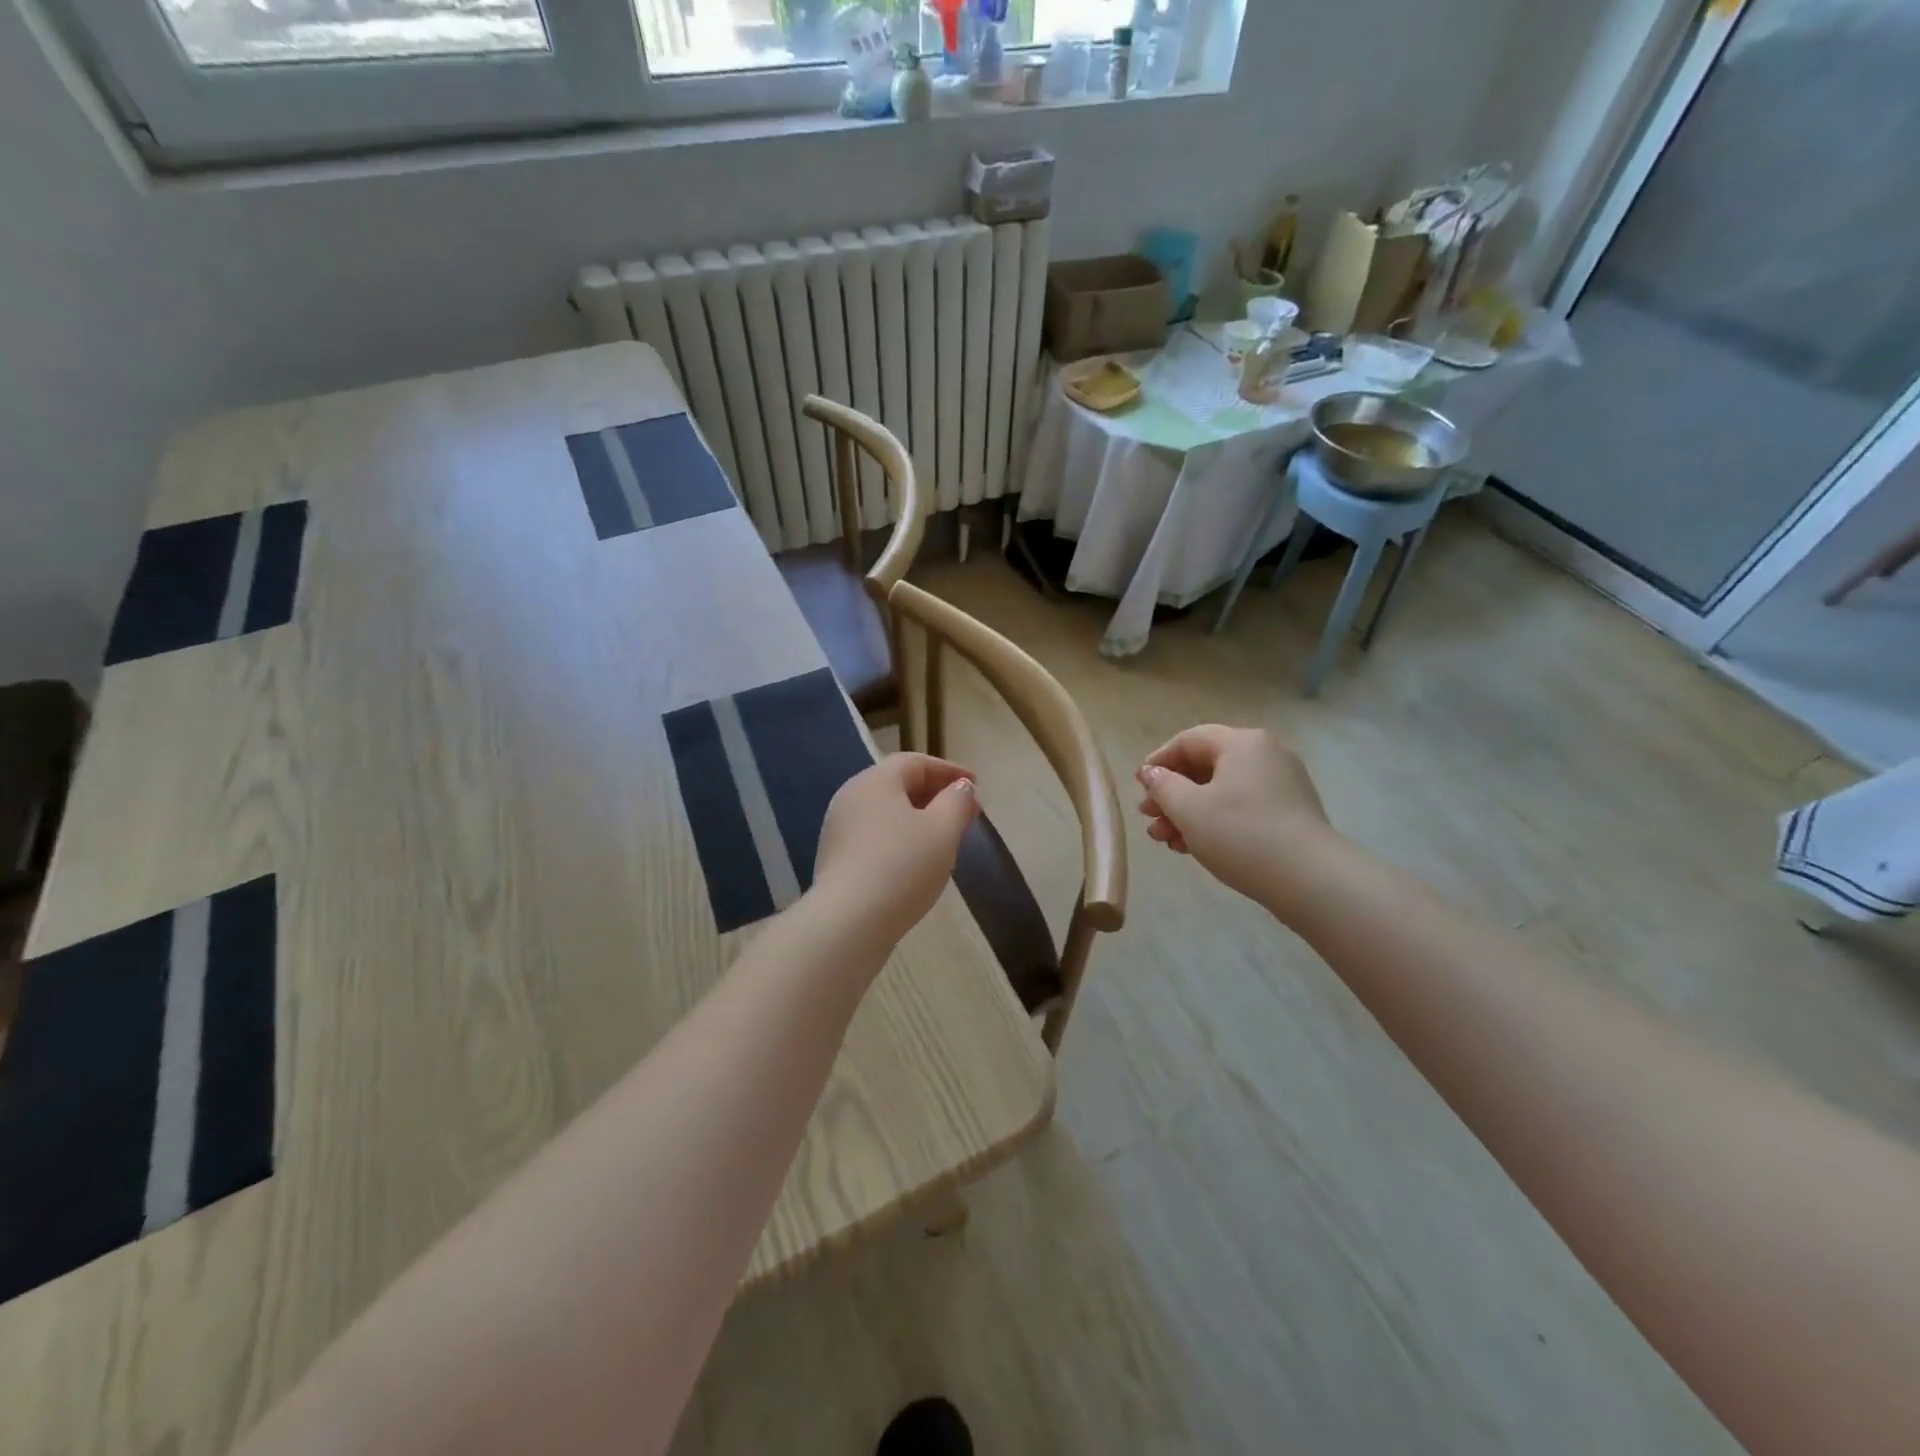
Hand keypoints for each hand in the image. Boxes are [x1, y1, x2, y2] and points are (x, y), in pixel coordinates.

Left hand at [810, 753, 978, 948]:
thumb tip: (960, 787)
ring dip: (918, 818)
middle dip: (935, 794)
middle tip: (964, 812)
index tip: (975, 785)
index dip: (949, 770)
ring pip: (886, 812)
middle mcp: (851, 797)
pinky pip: (874, 836)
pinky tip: (916, 861)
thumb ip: (957, 802)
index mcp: (875, 781)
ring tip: (944, 837)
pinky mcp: (835, 858)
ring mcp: (838, 829)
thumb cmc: (902, 867)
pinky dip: (899, 838)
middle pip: (898, 784)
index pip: (915, 762)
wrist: (848, 922)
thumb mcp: (942, 831)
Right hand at [1136, 725, 1332, 902]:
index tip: (1139, 786)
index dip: (1158, 761)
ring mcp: (1281, 784)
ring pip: (1221, 791)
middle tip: (1148, 818)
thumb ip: (1163, 786)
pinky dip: (1214, 821)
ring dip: (1188, 812)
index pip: (1189, 740)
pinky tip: (1191, 846)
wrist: (1309, 879)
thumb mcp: (1189, 809)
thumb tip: (1152, 772)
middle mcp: (1264, 755)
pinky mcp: (1289, 813)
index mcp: (1242, 743)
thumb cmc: (1240, 834)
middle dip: (1171, 793)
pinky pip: (1241, 808)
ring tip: (1164, 840)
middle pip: (1205, 767)